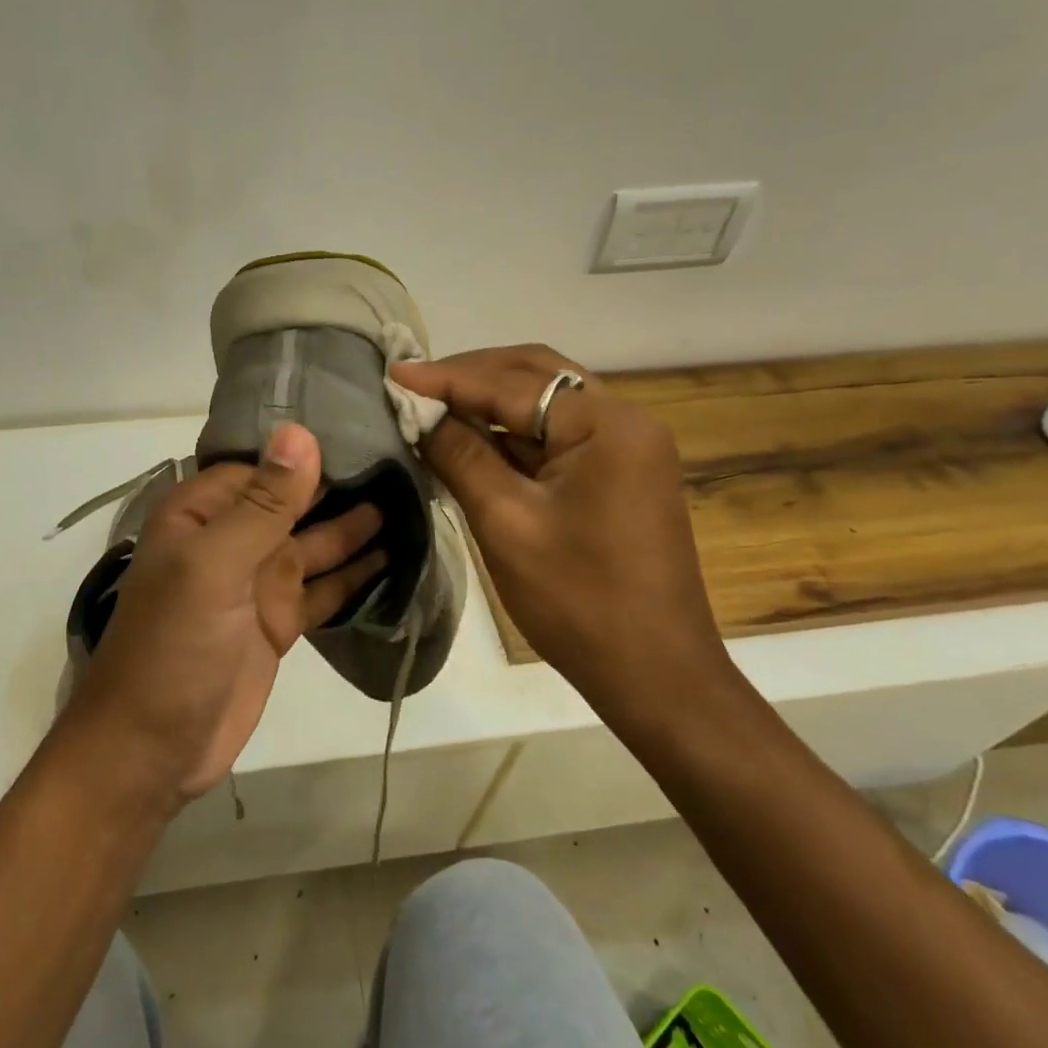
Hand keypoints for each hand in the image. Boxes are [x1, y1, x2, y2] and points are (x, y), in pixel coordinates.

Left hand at [64, 423, 384, 808]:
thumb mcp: (214, 566)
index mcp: (202, 514)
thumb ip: (262, 504)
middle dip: (342, 484)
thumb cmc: (173, 646)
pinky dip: (357, 575)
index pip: (262, 464)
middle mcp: (230, 539)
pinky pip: (326, 587)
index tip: (368, 429)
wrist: (152, 749)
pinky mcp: (280, 622)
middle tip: (406, 461)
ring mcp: (257, 582)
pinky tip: (397, 556)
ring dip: (357, 526)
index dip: (310, 450)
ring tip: (413, 500)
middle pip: (294, 501)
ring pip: (316, 542)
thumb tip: (300, 433)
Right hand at [391, 346, 734, 723]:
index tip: (393, 374)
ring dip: (491, 402)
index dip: (447, 378)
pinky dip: (512, 433)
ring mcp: (626, 449)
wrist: (653, 673)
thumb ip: (461, 456)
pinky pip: (557, 436)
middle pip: (537, 377)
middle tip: (415, 386)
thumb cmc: (578, 600)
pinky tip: (472, 439)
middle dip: (472, 376)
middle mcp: (625, 421)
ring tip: (433, 406)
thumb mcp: (506, 522)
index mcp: (607, 425)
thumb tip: (421, 414)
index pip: (512, 384)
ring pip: (547, 404)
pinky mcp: (618, 475)